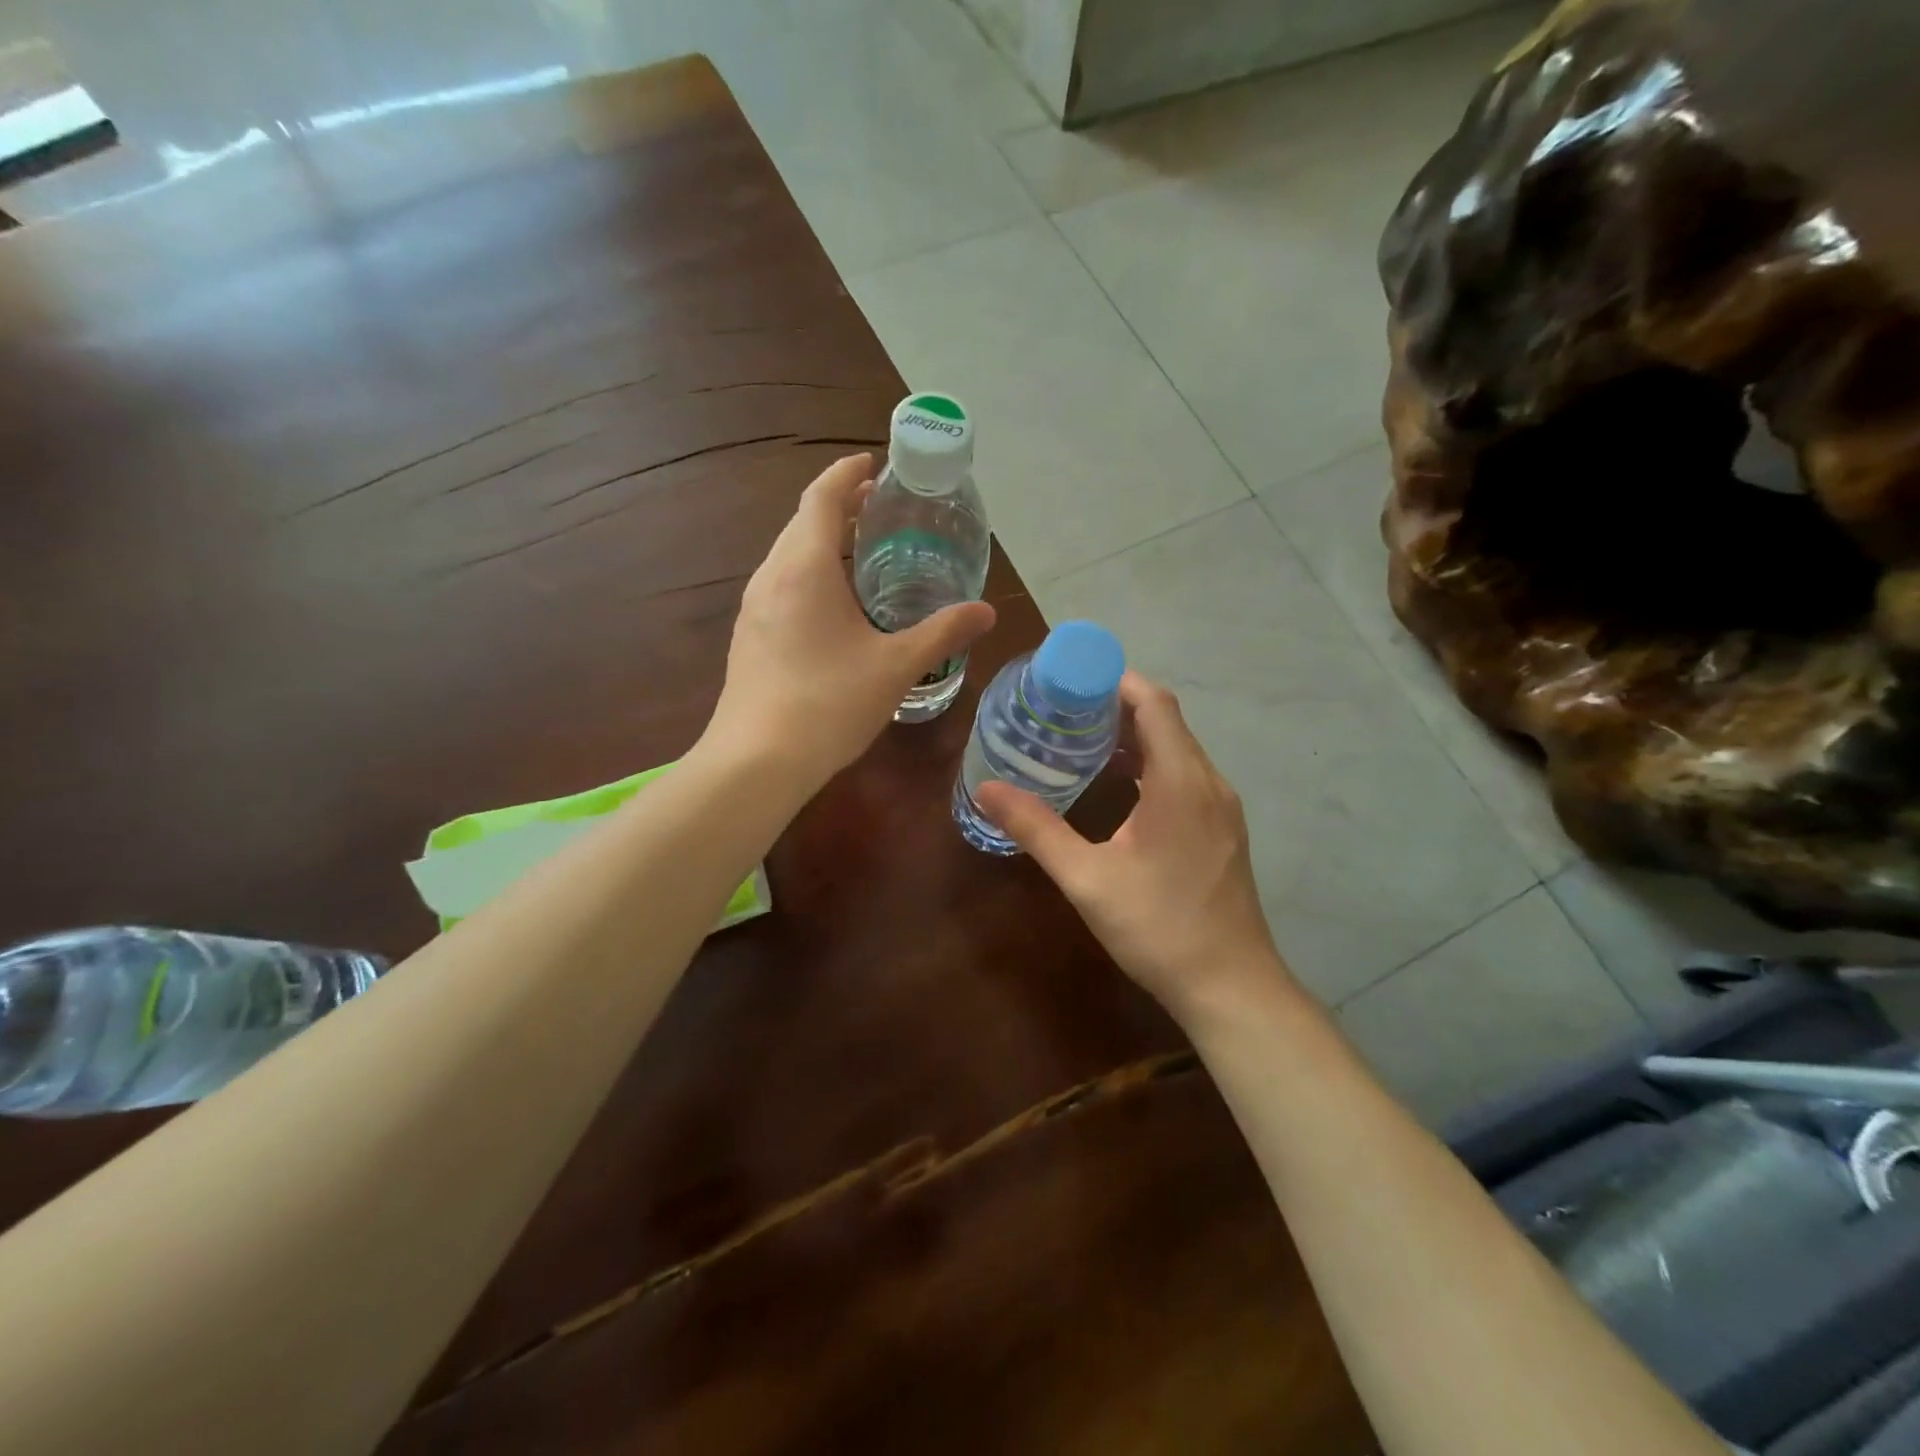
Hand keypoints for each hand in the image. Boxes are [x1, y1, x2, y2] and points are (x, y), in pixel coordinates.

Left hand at [707, 454, 994, 786]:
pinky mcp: (749, 638)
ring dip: (823, 543)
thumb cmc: (829, 703)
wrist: (756, 761)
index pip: (822, 497)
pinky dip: (810, 576)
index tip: (873, 463)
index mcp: (805, 566)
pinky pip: (781, 587)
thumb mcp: (897, 666)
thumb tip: (987, 611)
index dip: (847, 474)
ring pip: (789, 556)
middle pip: (803, 522)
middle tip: (881, 510)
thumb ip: (943, 632)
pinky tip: (834, 609)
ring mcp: (753, 608)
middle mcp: (771, 576)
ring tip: (863, 555)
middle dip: (839, 507)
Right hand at [972, 672, 1288, 1022]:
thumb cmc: (1158, 927)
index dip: (1116, 681)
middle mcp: (1209, 782)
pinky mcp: (1223, 829)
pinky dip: (1152, 765)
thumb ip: (1036, 829)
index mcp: (1181, 781)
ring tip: (1081, 742)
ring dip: (1135, 737)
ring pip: (1178, 749)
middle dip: (1117, 706)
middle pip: (1166, 721)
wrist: (1230, 986)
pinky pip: (1187, 775)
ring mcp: (1222, 807)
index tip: (1071, 679)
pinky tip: (1118, 788)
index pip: (1155, 703)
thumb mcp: (1087, 878)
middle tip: (1063, 710)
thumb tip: (986, 789)